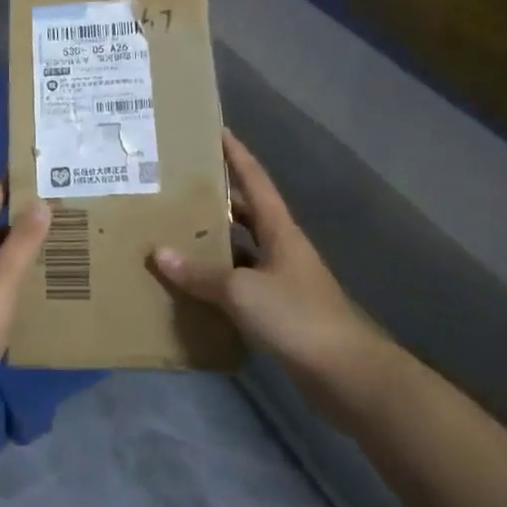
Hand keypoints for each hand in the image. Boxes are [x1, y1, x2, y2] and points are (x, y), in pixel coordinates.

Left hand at [0, 182, 49, 405]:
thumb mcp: (1, 280)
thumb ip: (22, 242)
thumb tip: (40, 204)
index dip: (3, 191)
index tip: (27, 174)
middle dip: (14, 224)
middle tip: (49, 210)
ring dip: (12, 253)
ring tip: (47, 242)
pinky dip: (8, 280)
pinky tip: (31, 284)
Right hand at [152, 131, 383, 410]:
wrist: (346, 377)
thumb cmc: (297, 318)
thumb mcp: (241, 291)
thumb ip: (200, 273)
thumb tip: (159, 253)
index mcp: (280, 231)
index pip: (256, 181)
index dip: (237, 155)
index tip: (217, 130)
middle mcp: (282, 249)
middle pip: (246, 213)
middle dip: (217, 198)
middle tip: (179, 185)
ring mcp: (283, 281)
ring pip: (242, 250)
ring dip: (214, 242)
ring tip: (175, 231)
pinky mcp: (280, 312)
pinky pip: (241, 284)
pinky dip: (218, 281)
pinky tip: (193, 285)